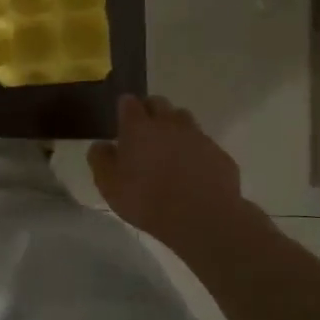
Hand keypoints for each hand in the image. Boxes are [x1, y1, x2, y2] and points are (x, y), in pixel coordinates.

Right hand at [89, 94, 266, 253]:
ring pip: (183, 119)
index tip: (122, 122)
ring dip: (174, 127)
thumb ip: (100, 160)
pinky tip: (191, 171)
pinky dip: (194, 150)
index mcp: (138, 127)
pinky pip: (202, 143)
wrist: (202, 217)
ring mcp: (197, 135)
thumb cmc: (147, 200)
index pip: (128, 102)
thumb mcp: (109, 185)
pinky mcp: (218, 152)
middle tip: (143, 134)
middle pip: (158, 103)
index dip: (124, 109)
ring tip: (168, 150)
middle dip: (149, 112)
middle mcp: (168, 123)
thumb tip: (101, 145)